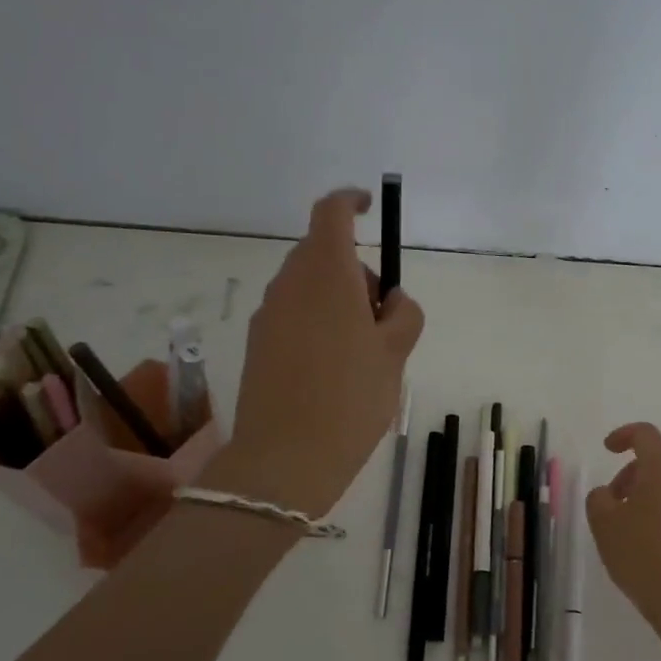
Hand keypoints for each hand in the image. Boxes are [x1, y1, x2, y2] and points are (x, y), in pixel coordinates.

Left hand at [209, 188, 423, 516]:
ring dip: (337, 300)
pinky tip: (333, 371)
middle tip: (383, 318)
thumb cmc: (351, 397)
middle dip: (357, 272)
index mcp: (326, 274)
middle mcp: (289, 285)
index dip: (351, 201)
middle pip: (323, 253)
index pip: (331, 212)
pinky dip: (317, 324)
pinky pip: (293, 315)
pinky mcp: (256, 344)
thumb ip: (404, 314)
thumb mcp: (395, 354)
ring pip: (308, 287)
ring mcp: (268, 315)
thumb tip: (390, 300)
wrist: (285, 459)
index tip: (371, 208)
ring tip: (362, 353)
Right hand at [585, 423, 660, 645]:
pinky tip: (650, 546)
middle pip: (658, 461)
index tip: (607, 449)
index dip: (622, 436)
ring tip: (628, 529)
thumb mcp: (605, 525)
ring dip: (648, 496)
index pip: (645, 434)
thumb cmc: (646, 555)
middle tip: (612, 502)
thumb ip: (599, 499)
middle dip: (631, 474)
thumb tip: (608, 494)